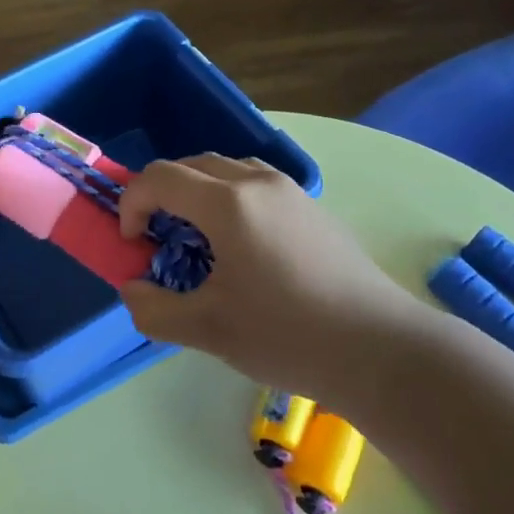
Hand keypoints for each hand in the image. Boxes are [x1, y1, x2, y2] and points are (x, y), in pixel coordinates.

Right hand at [116, 155, 432, 399]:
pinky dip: (230, 198)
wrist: (381, 349)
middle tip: (158, 238)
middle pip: (192, 165)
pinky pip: (256, 183)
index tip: (133, 244)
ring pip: (227, 169)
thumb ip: (153, 309)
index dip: (132, 204)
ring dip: (198, 192)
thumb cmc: (287, 335)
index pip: (160, 177)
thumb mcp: (207, 331)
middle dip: (162, 194)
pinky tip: (243, 246)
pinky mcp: (313, 207)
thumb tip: (132, 289)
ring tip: (198, 238)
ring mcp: (291, 191)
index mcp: (228, 205)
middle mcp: (258, 183)